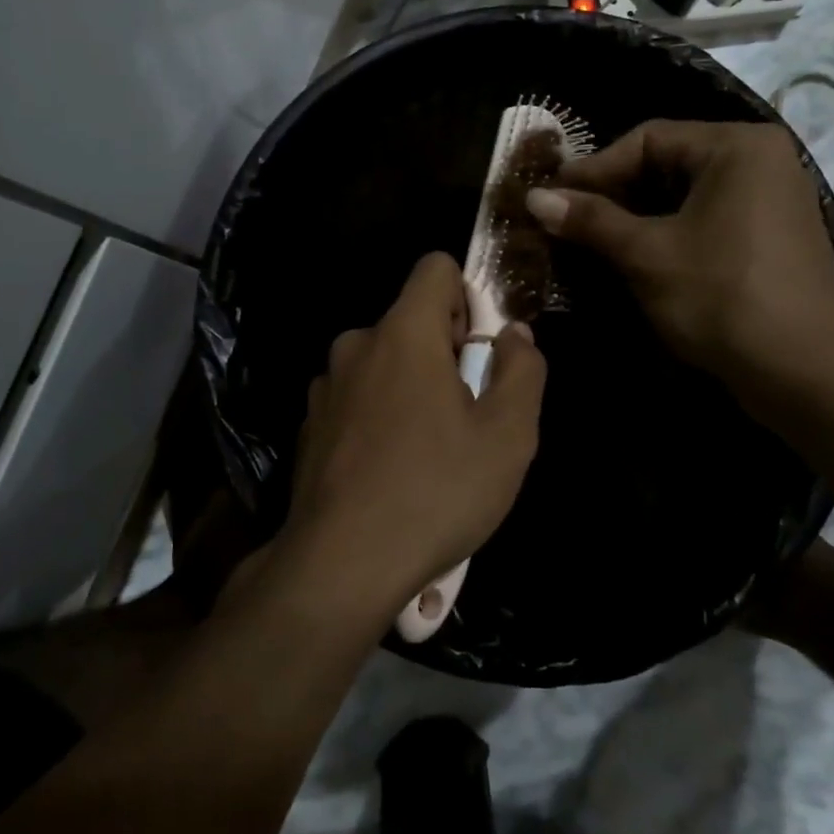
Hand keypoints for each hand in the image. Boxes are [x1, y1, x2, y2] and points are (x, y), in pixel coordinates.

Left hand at [281, 252, 546, 620]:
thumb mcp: (508, 435)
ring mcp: (326, 385)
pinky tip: (390, 471)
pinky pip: (357, 398)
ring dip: (410, 387)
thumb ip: (522, 370)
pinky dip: (379, 416)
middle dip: (444, 352)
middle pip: (411, 320)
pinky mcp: (310, 424)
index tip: (478, 351)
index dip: (467, 297)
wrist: (341, 565)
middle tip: (465, 415)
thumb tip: (514, 335)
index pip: (435, 268)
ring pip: (383, 362)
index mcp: (403, 333)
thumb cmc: (436, 492)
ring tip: (429, 451)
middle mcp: (356, 345)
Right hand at [525, 120, 833, 394]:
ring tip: (590, 242)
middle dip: (614, 194)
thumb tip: (534, 197)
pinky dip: (666, 235)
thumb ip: (591, 220)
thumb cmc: (722, 296)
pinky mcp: (769, 238)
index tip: (552, 198)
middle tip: (567, 220)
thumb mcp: (647, 254)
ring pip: (684, 197)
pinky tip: (632, 259)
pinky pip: (706, 221)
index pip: (648, 139)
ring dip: (635, 218)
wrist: (805, 371)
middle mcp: (759, 161)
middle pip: (668, 164)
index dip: (594, 168)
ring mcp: (770, 201)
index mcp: (736, 146)